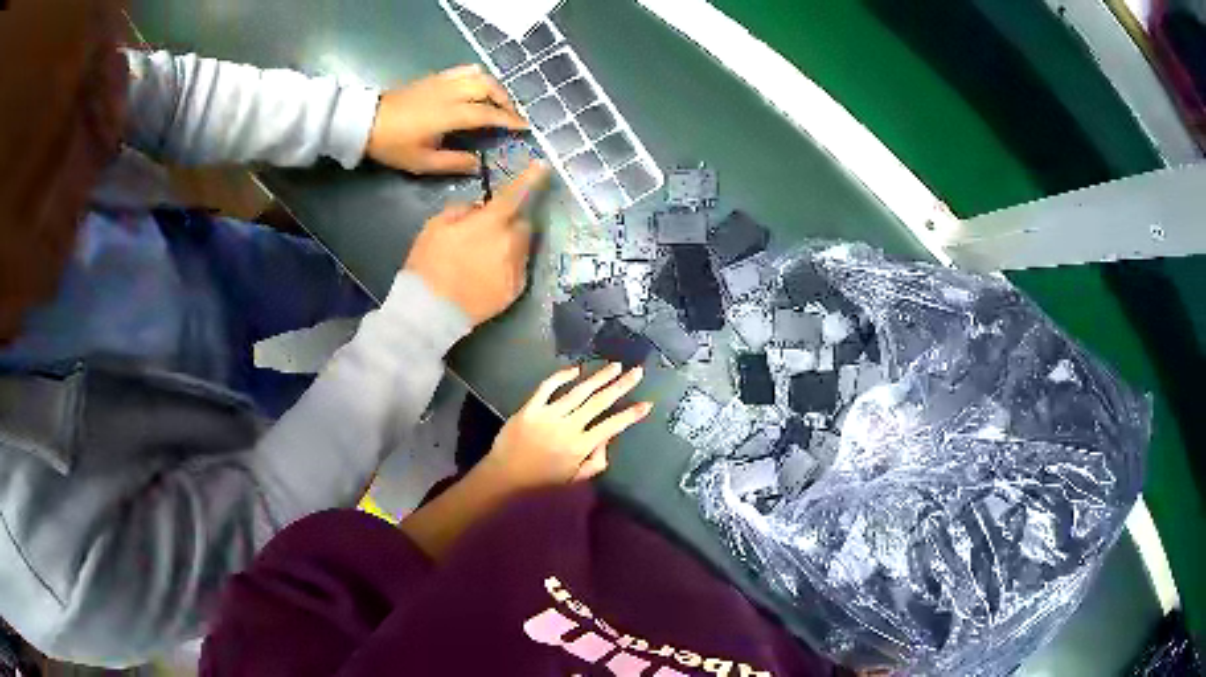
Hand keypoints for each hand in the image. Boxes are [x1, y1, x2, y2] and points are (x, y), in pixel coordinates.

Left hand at [366, 64, 527, 173]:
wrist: (366, 122)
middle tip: (512, 115)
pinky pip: (464, 70)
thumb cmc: (393, 145)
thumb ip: (453, 163)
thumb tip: (477, 164)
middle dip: (506, 100)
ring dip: (494, 87)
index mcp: (449, 114)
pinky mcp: (434, 77)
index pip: (487, 113)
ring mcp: (442, 82)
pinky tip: (478, 87)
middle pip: (488, 88)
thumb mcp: (421, 162)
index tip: (523, 127)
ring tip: (498, 101)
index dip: (508, 120)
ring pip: (479, 76)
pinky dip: (478, 76)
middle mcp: (450, 93)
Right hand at [404, 163, 549, 324]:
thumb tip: (478, 210)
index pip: (515, 195)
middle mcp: (511, 243)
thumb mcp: (435, 226)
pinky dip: (507, 265)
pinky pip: (518, 267)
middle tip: (487, 230)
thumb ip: (463, 211)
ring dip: (509, 244)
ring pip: (521, 246)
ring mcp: (516, 268)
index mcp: (491, 223)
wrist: (431, 311)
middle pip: (521, 223)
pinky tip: (486, 274)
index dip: (530, 179)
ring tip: (484, 256)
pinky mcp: (516, 290)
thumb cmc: (428, 264)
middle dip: (509, 222)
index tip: (544, 166)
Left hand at [479, 364, 653, 491]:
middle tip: (637, 372)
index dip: (631, 415)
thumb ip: (595, 462)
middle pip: (599, 402)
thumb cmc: (541, 479)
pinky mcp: (531, 408)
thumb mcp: (574, 478)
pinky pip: (548, 387)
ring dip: (599, 377)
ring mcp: (549, 415)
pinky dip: (562, 376)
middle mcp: (569, 428)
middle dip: (621, 386)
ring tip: (615, 366)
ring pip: (579, 391)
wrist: (505, 475)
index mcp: (580, 447)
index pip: (612, 427)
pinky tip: (576, 369)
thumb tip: (606, 441)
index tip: (647, 404)